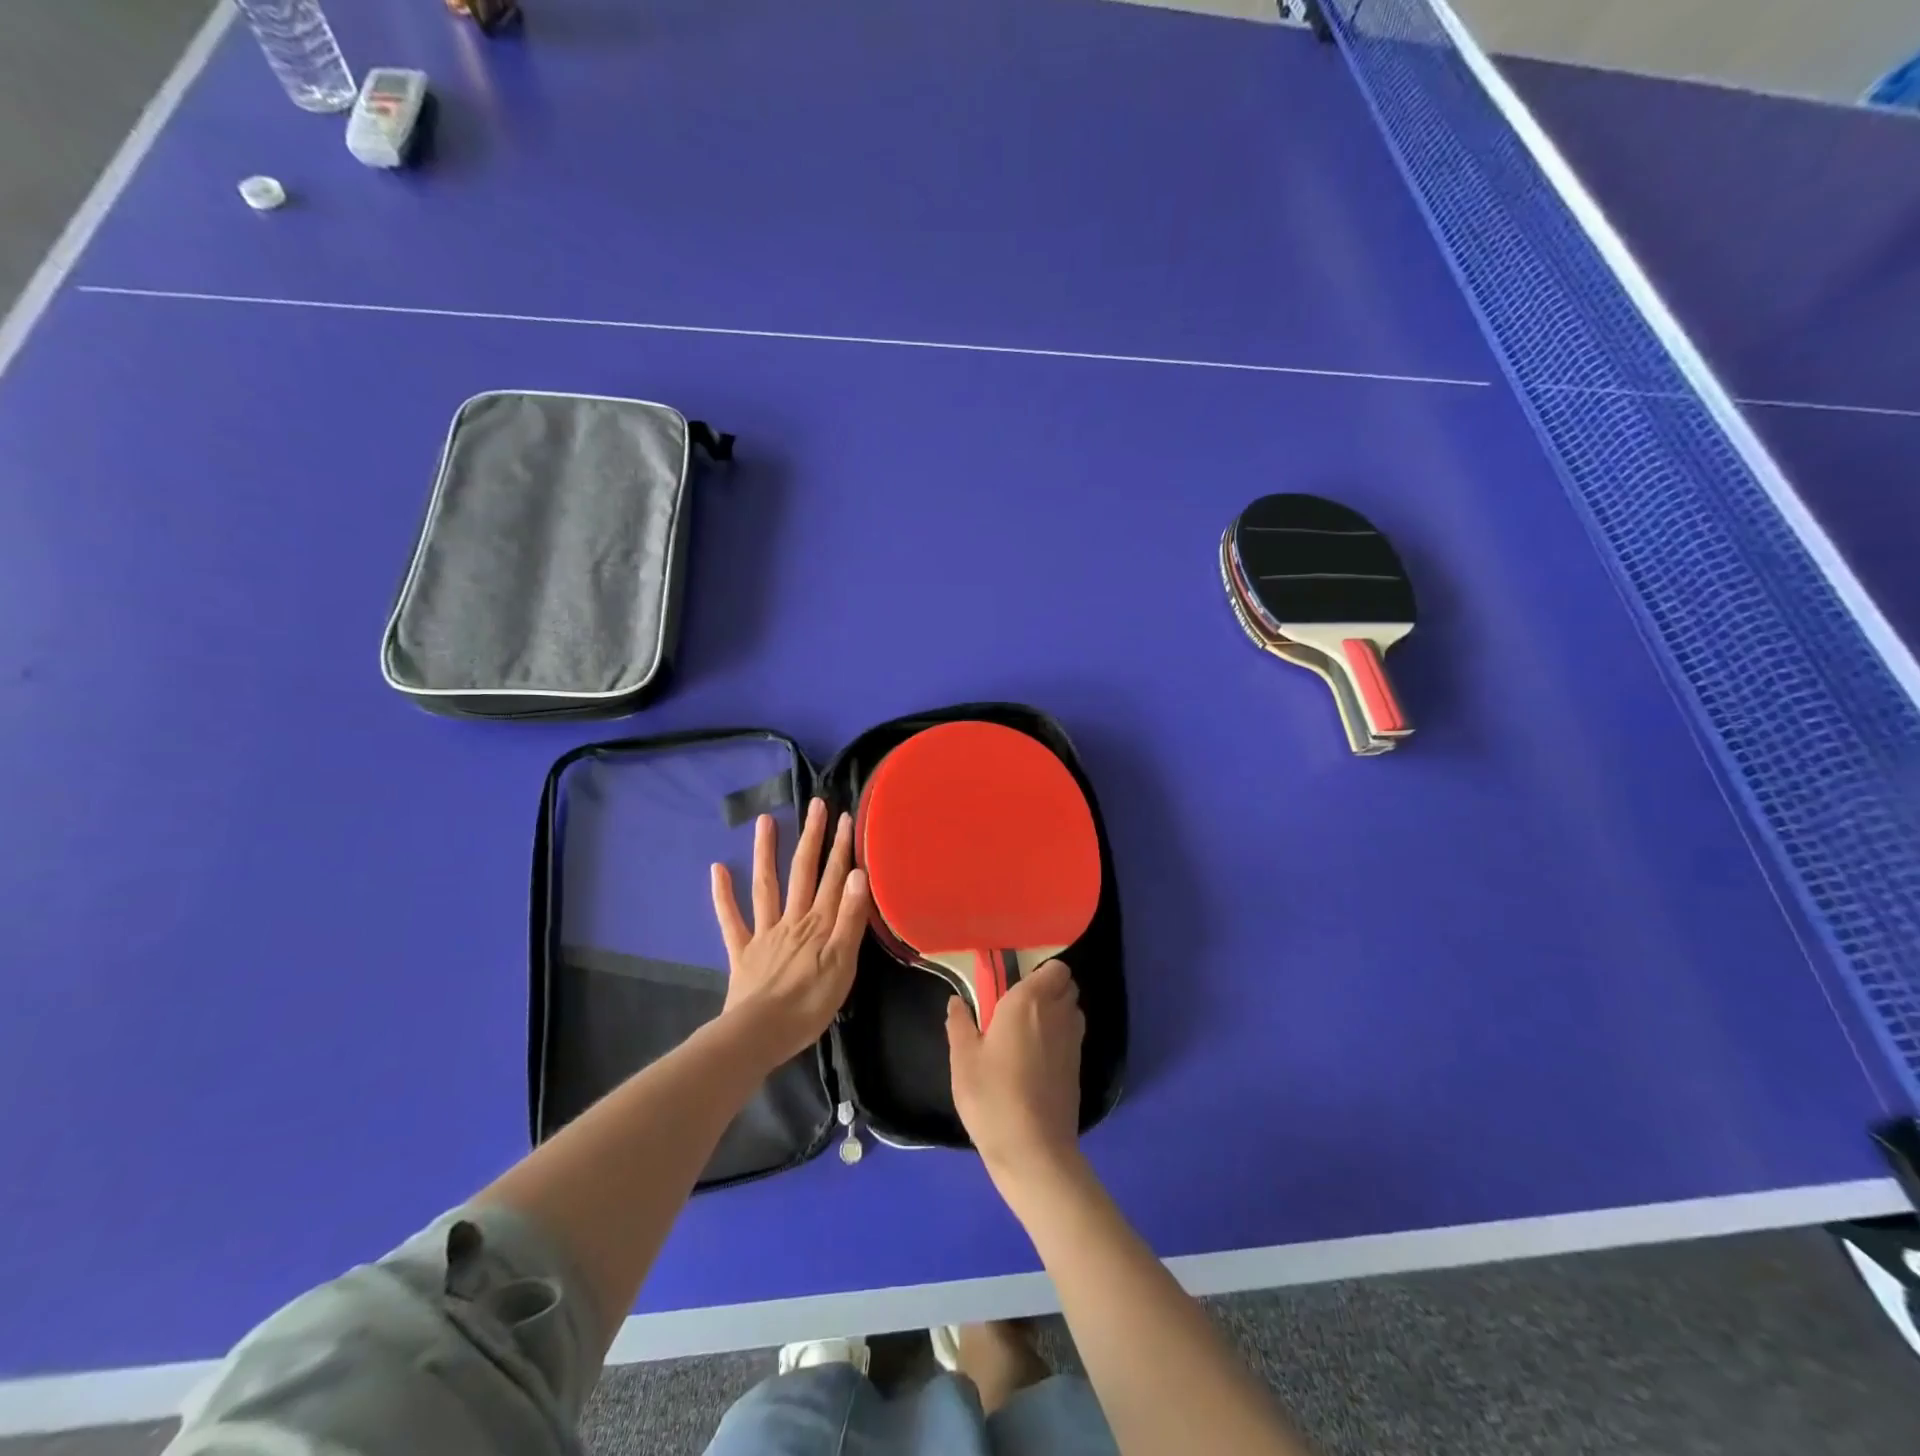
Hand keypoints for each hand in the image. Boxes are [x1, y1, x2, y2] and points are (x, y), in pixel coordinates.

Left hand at [711, 798, 868, 1070]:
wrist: (761, 1034)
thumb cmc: (810, 1003)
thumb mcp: (843, 964)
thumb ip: (850, 918)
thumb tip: (858, 874)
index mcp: (819, 924)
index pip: (834, 878)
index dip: (840, 847)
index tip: (844, 816)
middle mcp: (792, 919)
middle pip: (802, 872)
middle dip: (811, 837)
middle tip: (815, 804)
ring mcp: (764, 933)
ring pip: (766, 886)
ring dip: (766, 852)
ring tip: (765, 820)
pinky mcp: (742, 952)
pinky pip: (730, 919)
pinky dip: (723, 894)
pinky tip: (717, 868)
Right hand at [948, 959, 1085, 1193]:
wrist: (1033, 1150)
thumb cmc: (992, 1096)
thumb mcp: (963, 1059)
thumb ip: (960, 1024)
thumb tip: (957, 1001)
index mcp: (1029, 1001)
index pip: (1054, 967)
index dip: (1040, 971)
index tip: (1016, 983)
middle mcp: (1057, 1013)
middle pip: (1066, 985)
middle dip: (1048, 988)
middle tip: (1018, 1006)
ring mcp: (1073, 1041)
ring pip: (1072, 1009)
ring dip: (1056, 1011)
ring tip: (1027, 1031)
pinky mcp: (1078, 1067)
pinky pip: (1072, 1036)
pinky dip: (1060, 1036)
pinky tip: (1036, 1058)